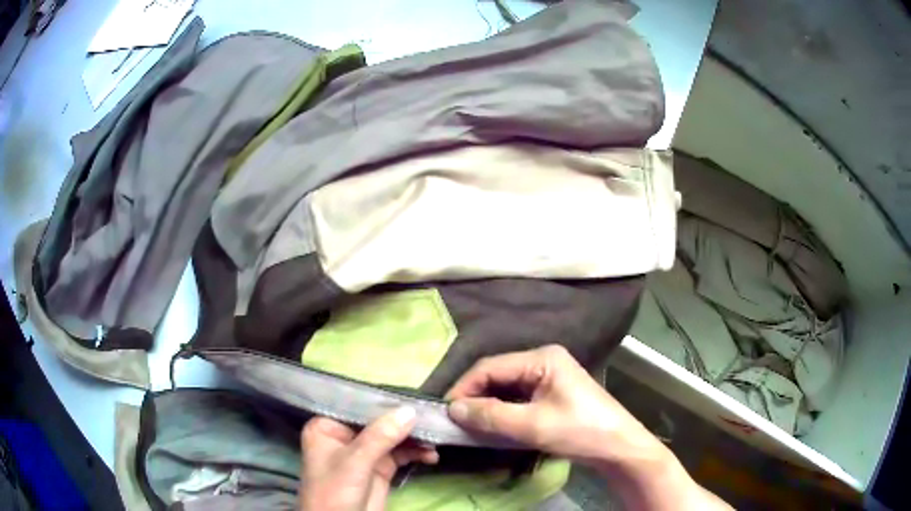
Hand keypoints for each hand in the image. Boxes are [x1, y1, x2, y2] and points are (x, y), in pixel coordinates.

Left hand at [299, 407, 438, 510]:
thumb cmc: (334, 491)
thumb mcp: (355, 462)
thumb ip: (381, 436)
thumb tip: (410, 410)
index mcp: (328, 427)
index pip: (357, 406)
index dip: (384, 402)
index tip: (413, 396)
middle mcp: (346, 436)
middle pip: (379, 421)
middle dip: (404, 421)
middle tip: (432, 418)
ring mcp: (364, 452)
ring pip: (393, 437)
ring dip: (414, 439)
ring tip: (435, 439)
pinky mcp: (380, 468)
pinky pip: (401, 454)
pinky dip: (416, 453)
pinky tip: (430, 455)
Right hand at [445, 344, 658, 465]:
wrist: (618, 447)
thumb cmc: (579, 431)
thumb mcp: (532, 425)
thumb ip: (491, 415)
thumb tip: (453, 408)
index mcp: (542, 358)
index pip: (491, 366)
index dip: (464, 387)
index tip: (446, 410)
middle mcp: (544, 360)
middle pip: (498, 374)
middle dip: (475, 396)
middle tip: (455, 419)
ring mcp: (549, 376)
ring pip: (507, 387)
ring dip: (488, 404)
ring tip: (469, 424)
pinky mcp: (552, 393)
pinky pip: (518, 397)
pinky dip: (503, 410)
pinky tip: (493, 424)